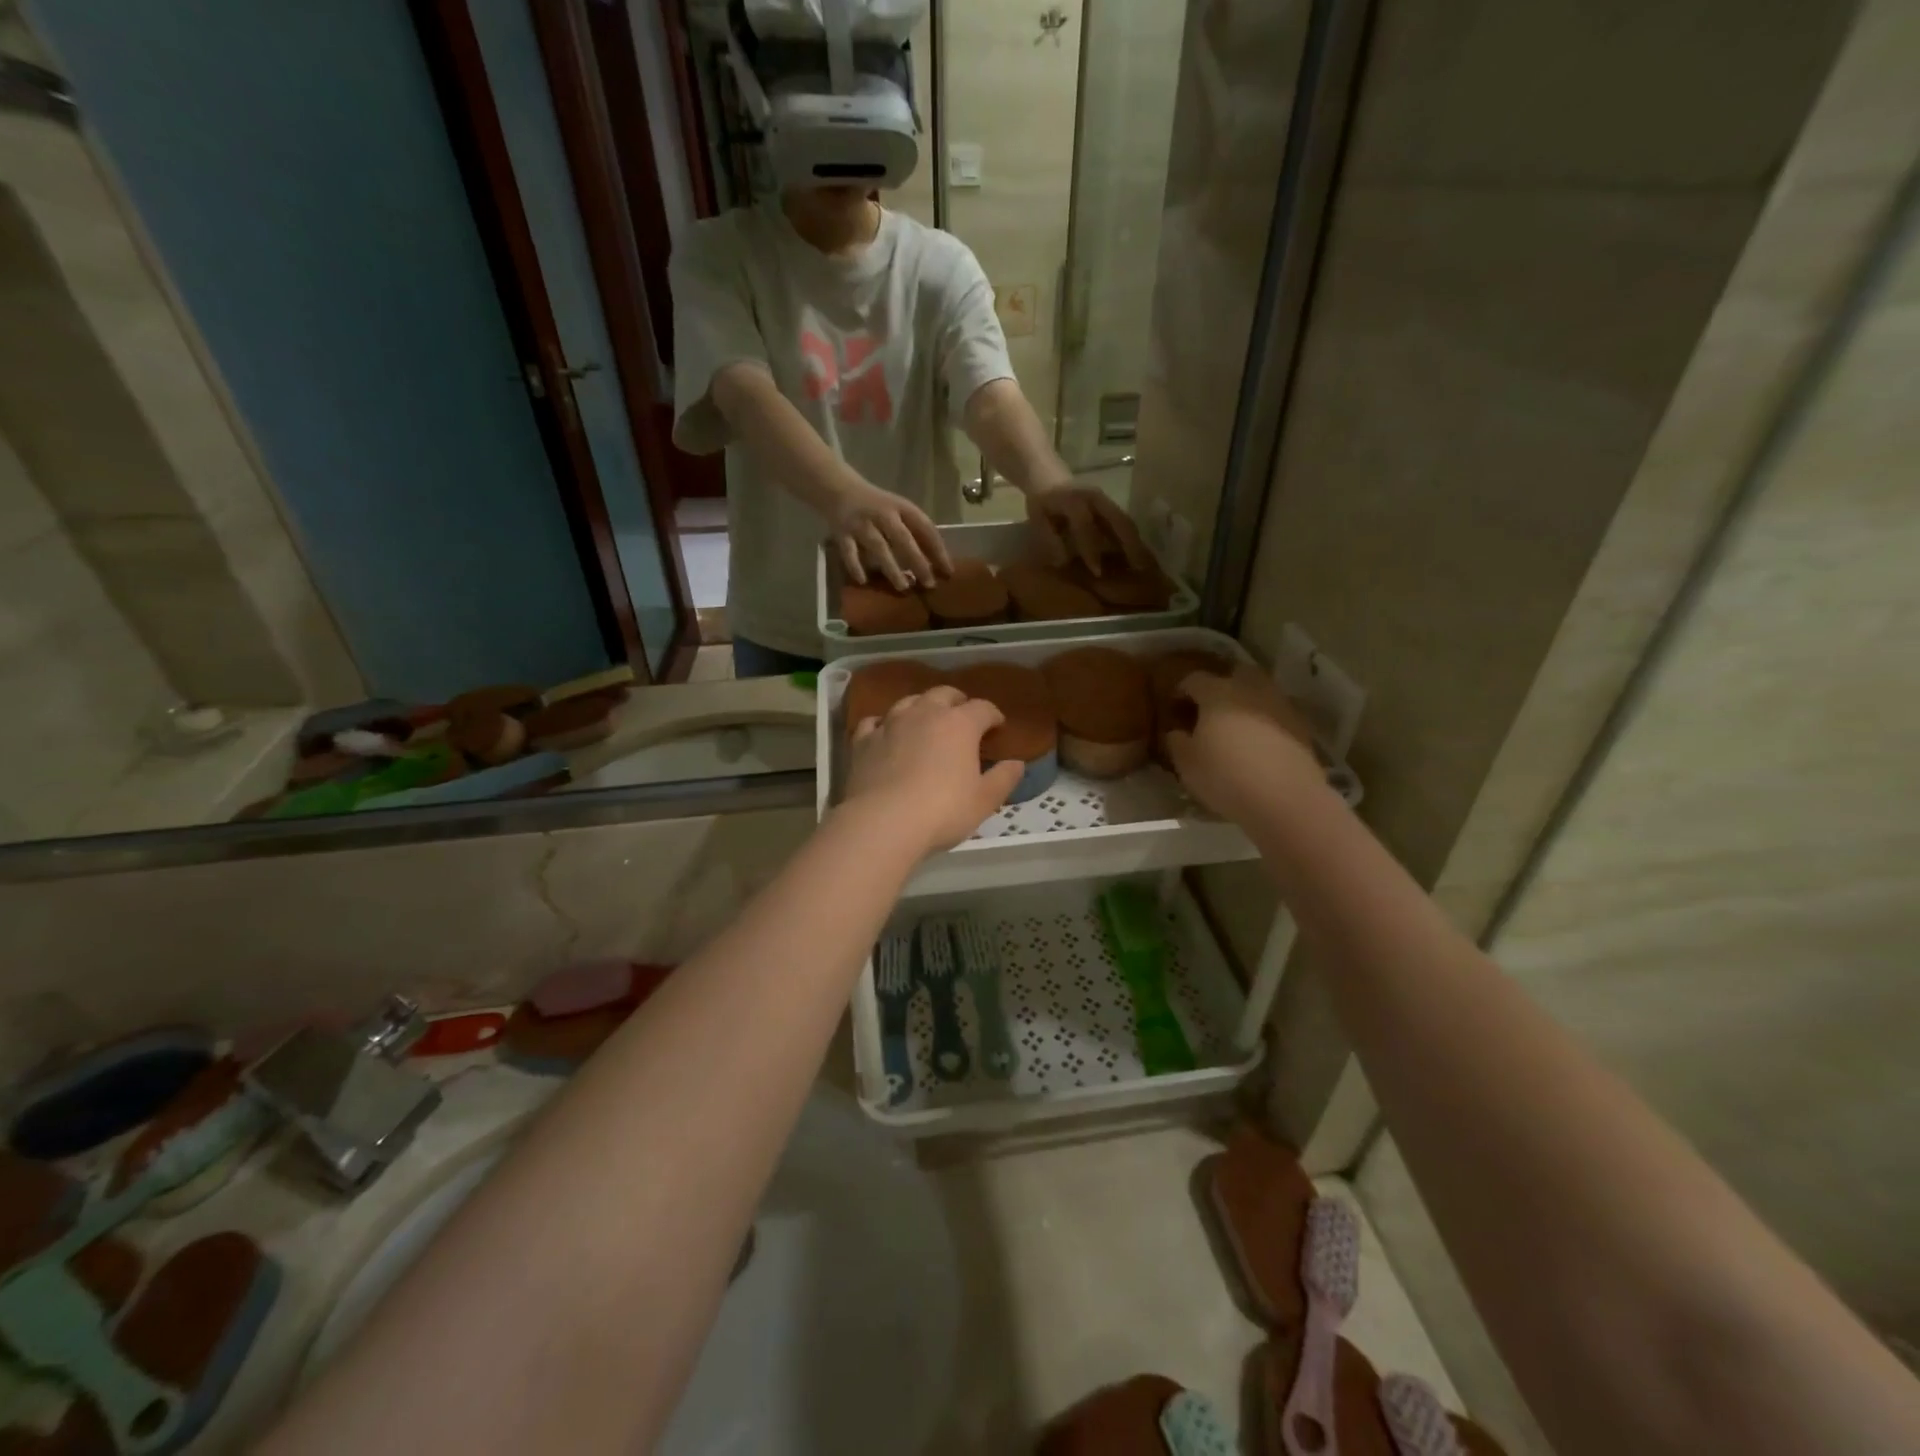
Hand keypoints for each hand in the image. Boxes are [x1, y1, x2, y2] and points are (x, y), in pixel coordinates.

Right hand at [831, 479, 953, 590]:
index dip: (938, 550)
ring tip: (903, 587)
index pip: (925, 528)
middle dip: (918, 561)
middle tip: (929, 584)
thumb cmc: (877, 506)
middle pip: (903, 539)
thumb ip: (915, 532)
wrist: (838, 488)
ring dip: (892, 567)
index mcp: (902, 508)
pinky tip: (864, 581)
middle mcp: (882, 514)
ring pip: (879, 546)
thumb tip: (937, 563)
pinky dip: (855, 566)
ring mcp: (861, 524)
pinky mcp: (842, 533)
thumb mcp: (898, 511)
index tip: (949, 572)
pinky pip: (849, 552)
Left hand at [843, 686, 1024, 854]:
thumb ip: (1004, 779)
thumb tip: (1017, 763)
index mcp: (959, 724)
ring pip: (909, 701)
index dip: (993, 715)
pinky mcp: (863, 740)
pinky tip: (885, 733)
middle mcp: (925, 713)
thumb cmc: (942, 811)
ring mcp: (890, 723)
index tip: (998, 726)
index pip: (983, 708)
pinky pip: (875, 721)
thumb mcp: (984, 801)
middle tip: (963, 716)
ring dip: (921, 706)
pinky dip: (884, 724)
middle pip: (944, 694)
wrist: (883, 822)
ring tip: (926, 720)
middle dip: (957, 702)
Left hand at [1024, 483, 1152, 574]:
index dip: (1091, 549)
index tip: (1097, 572)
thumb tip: (1064, 562)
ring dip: (1136, 543)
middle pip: (1118, 520)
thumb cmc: (1041, 501)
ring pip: (1126, 521)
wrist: (1047, 474)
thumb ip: (1049, 539)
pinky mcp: (1110, 504)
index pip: (1085, 525)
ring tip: (1145, 565)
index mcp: (1074, 500)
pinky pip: (1124, 521)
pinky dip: (1132, 538)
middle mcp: (1095, 497)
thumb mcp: (1037, 518)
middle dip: (1129, 545)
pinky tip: (1137, 555)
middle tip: (1139, 570)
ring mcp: (1105, 499)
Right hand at [1165, 664, 1321, 821]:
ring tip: (1235, 727)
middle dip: (1221, 685)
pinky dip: (1265, 721)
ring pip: (1259, 692)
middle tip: (1209, 709)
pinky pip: (1277, 714)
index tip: (1175, 707)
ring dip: (1246, 702)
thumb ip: (1177, 742)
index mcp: (1217, 693)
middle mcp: (1250, 690)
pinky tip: (1258, 743)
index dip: (1181, 691)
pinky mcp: (1301, 726)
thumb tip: (1177, 732)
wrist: (1285, 798)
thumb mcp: (1186, 764)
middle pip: (1235, 674)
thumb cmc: (1225, 776)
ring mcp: (1280, 705)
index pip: (1194, 679)